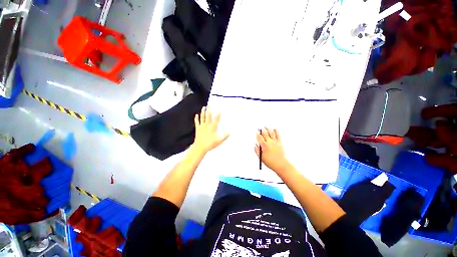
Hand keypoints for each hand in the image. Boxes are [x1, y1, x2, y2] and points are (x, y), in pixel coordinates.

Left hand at [192, 106, 229, 154]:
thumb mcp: (219, 141)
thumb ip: (224, 136)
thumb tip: (229, 132)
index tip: (220, 110)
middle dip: (210, 109)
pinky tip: (196, 115)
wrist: (199, 147)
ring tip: (204, 107)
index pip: (216, 119)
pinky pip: (197, 122)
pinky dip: (197, 118)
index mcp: (212, 128)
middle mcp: (207, 125)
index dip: (219, 115)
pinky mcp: (198, 129)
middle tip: (210, 104)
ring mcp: (202, 127)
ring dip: (203, 112)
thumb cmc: (209, 144)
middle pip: (209, 116)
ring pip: (203, 117)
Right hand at [255, 128, 290, 172]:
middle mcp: (269, 142)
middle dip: (261, 130)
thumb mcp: (261, 157)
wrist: (281, 164)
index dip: (257, 134)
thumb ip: (257, 150)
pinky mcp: (279, 143)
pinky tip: (274, 129)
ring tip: (266, 127)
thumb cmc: (271, 162)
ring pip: (271, 133)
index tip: (256, 132)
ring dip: (268, 129)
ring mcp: (275, 142)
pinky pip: (278, 135)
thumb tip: (255, 146)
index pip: (259, 137)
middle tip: (260, 128)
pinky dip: (276, 131)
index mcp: (264, 146)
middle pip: (265, 134)